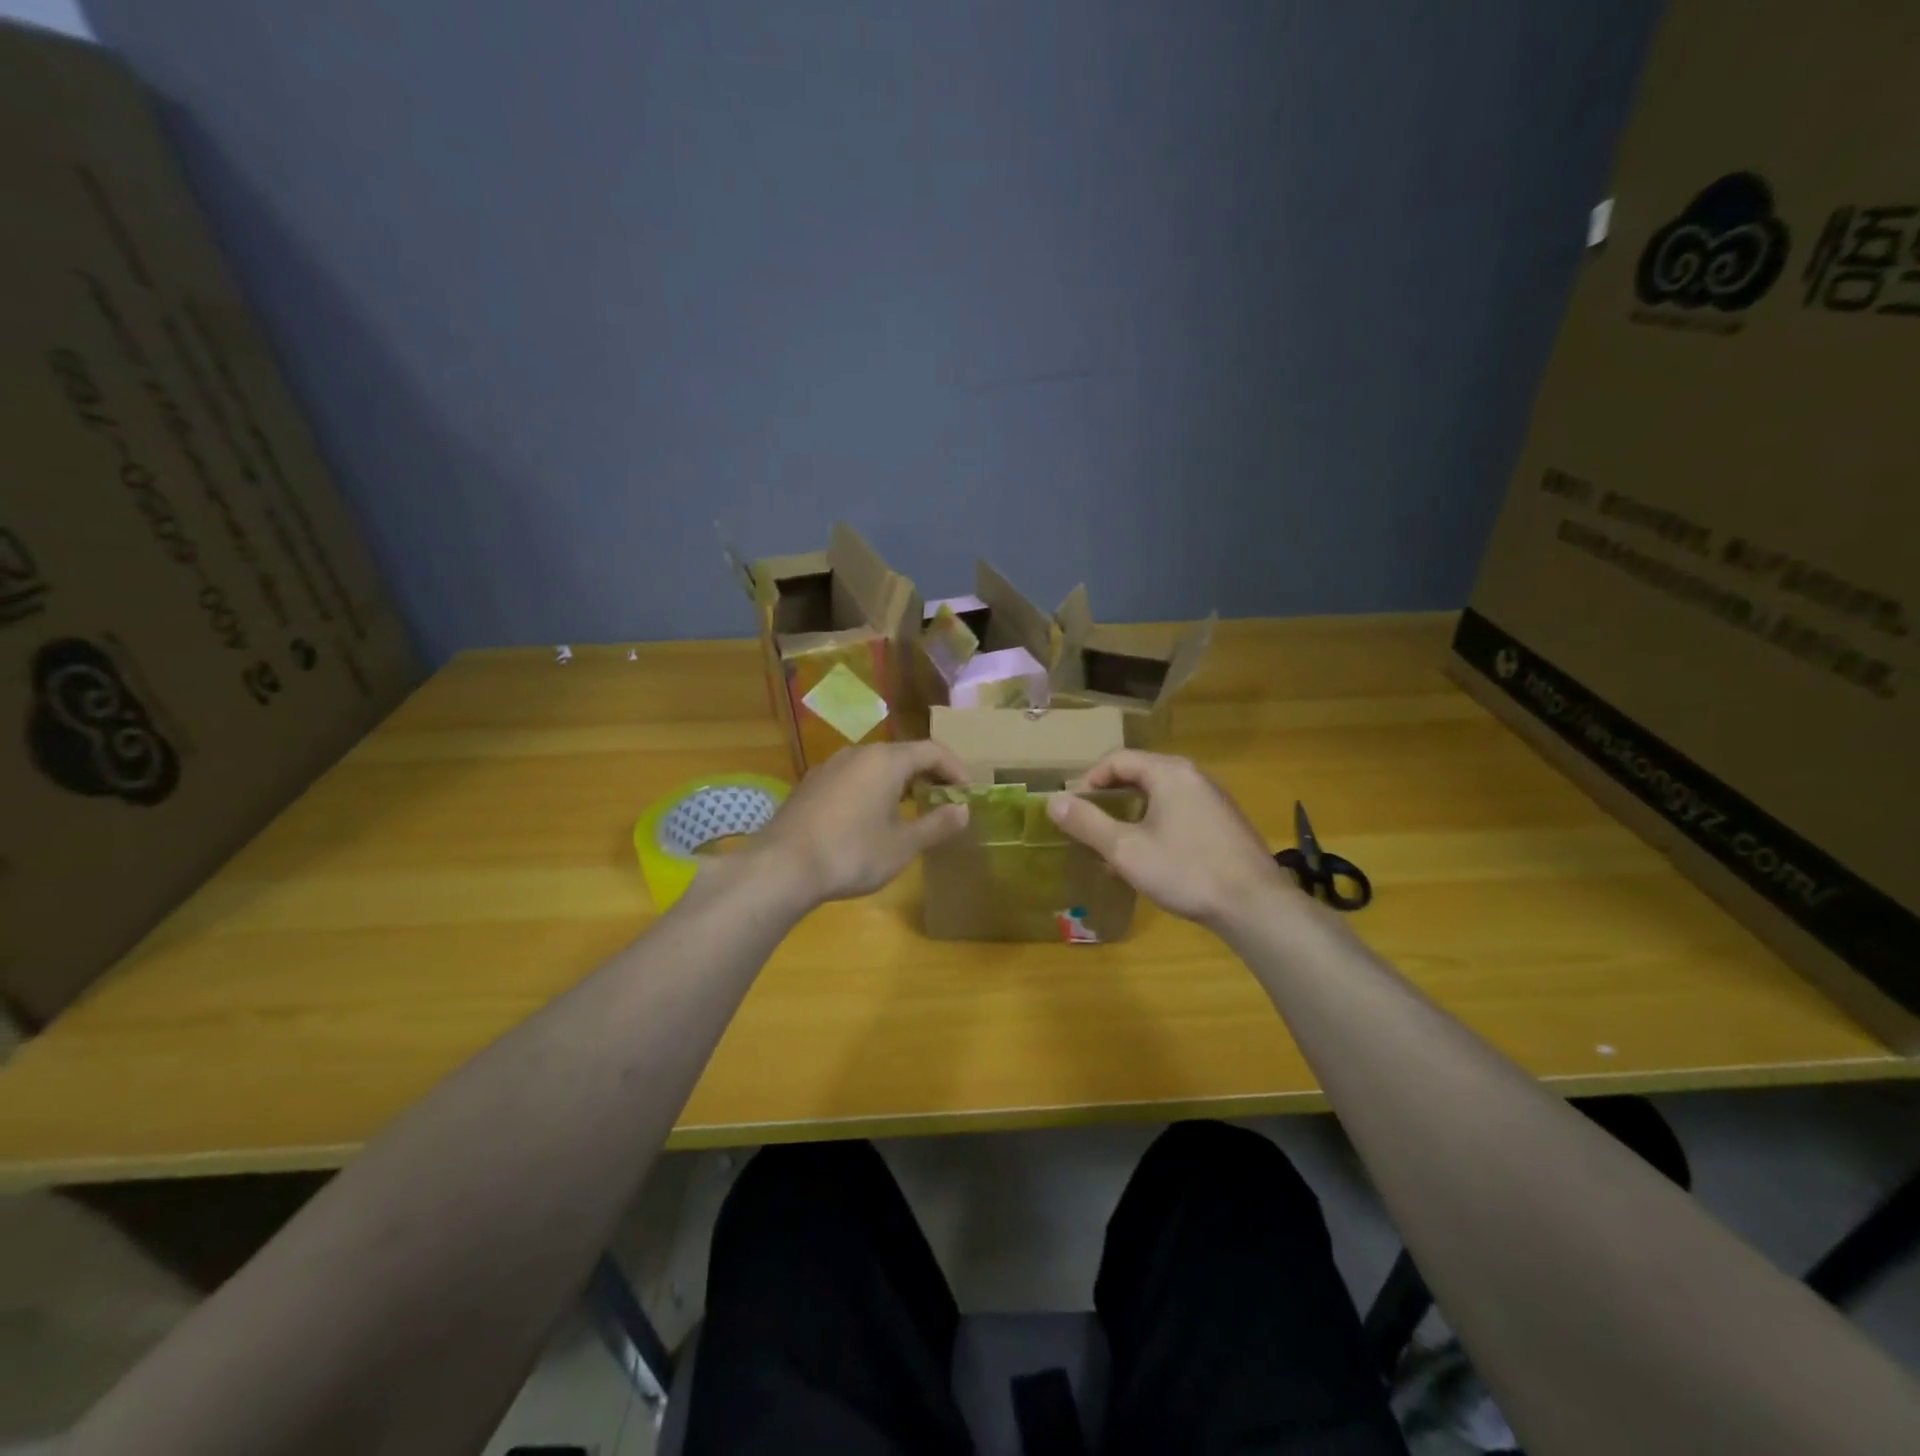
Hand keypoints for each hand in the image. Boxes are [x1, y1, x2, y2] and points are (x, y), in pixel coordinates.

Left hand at [752, 741, 970, 906]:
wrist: (782, 867)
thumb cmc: (852, 853)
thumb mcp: (902, 845)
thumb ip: (937, 825)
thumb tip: (963, 811)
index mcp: (886, 760)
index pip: (932, 751)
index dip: (955, 769)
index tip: (968, 793)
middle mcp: (857, 753)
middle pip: (903, 754)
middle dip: (928, 775)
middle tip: (944, 801)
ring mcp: (829, 767)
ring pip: (875, 766)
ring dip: (899, 783)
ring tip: (911, 811)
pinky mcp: (810, 785)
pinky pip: (852, 778)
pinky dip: (872, 790)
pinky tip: (871, 819)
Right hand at [1047, 750, 1292, 929]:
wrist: (1254, 906)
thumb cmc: (1185, 871)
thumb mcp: (1126, 849)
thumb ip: (1087, 822)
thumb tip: (1053, 801)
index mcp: (1168, 772)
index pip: (1116, 760)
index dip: (1087, 781)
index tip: (1072, 810)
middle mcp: (1193, 775)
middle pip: (1139, 774)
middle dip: (1109, 799)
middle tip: (1089, 827)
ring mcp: (1213, 798)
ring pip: (1159, 796)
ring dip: (1131, 815)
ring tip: (1114, 846)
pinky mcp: (1224, 822)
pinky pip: (1179, 812)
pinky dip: (1155, 825)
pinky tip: (1150, 858)